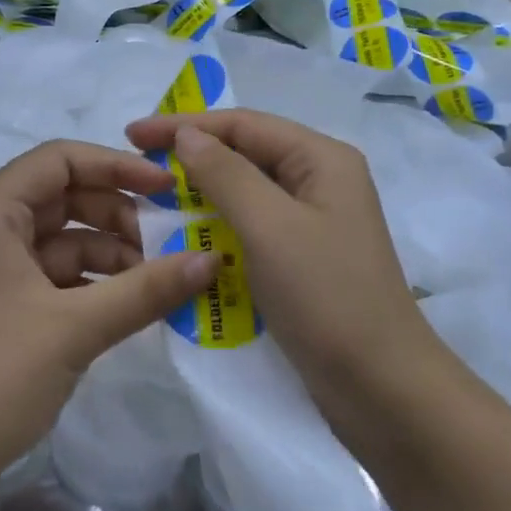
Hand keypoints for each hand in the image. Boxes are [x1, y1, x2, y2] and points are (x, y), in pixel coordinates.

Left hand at [0, 140, 216, 477]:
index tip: (169, 189)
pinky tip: (130, 307)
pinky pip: (53, 278)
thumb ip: (147, 289)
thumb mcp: (75, 327)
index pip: (60, 160)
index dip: (117, 166)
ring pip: (61, 242)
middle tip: (171, 244)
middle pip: (63, 199)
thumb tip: (212, 259)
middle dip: (119, 216)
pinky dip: (92, 286)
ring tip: (158, 284)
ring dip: (110, 256)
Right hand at [124, 109, 453, 462]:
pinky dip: (217, 230)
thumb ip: (225, 175)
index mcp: (322, 159)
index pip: (243, 124)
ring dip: (200, 195)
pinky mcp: (303, 260)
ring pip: (245, 194)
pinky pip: (251, 229)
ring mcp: (313, 223)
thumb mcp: (270, 227)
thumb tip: (187, 135)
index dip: (183, 125)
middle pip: (245, 154)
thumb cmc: (326, 296)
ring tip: (151, 203)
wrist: (380, 386)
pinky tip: (185, 241)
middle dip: (191, 158)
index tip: (131, 134)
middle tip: (136, 168)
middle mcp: (320, 182)